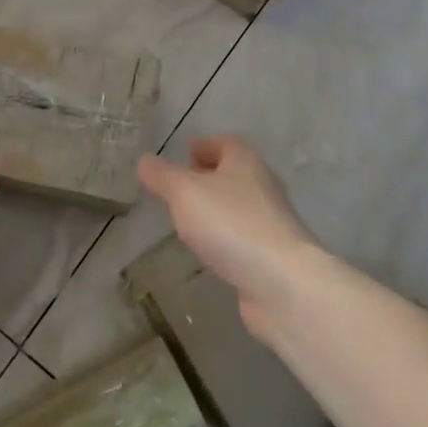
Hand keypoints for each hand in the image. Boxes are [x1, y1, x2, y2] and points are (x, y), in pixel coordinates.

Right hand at [137, 136, 319, 343]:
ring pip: (238, 206)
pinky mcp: (271, 256)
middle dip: (208, 177)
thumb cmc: (231, 224)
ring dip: (215, 209)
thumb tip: (145, 161)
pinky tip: (208, 250)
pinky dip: (224, 237)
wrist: (282, 283)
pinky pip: (242, 237)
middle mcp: (262, 186)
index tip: (185, 153)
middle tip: (180, 187)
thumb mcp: (184, 192)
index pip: (226, 143)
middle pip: (234, 174)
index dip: (205, 145)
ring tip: (187, 219)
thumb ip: (162, 176)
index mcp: (245, 162)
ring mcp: (271, 223)